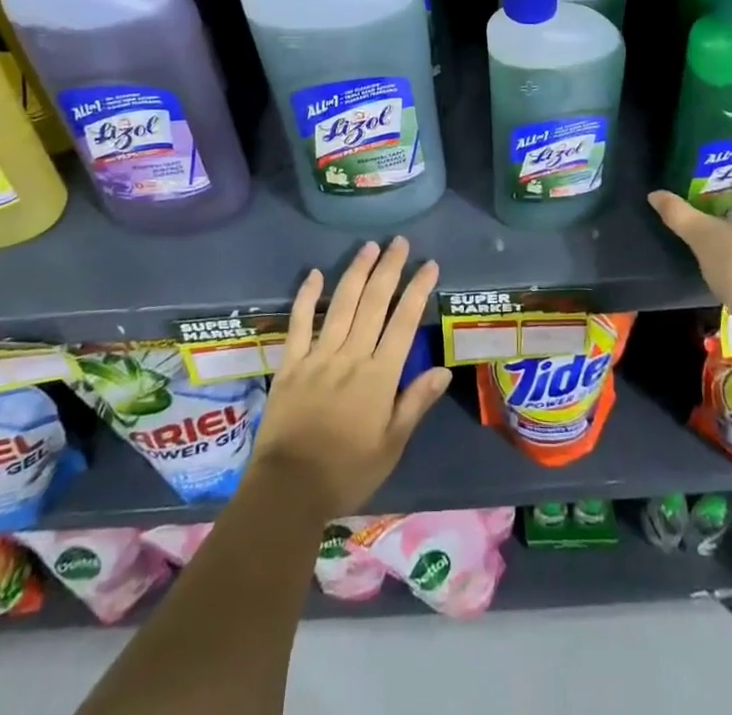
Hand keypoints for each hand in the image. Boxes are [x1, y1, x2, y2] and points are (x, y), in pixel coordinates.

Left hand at [249, 237, 451, 521]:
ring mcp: (318, 356)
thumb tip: (443, 368)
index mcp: (378, 376)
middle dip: (389, 269)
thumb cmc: (347, 472)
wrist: (288, 490)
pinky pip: (299, 323)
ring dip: (356, 272)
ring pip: (342, 304)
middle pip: (374, 303)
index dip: (418, 291)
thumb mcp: (391, 446)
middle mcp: (350, 356)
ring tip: (369, 247)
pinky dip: (307, 297)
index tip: (430, 265)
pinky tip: (315, 274)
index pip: (404, 323)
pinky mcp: (290, 363)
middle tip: (400, 242)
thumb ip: (415, 403)